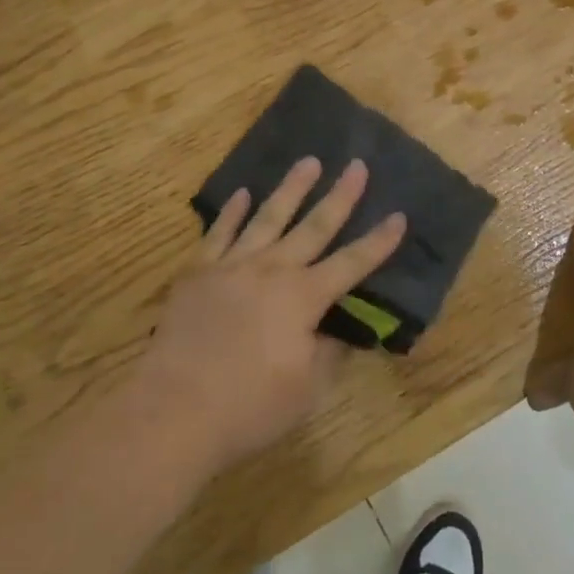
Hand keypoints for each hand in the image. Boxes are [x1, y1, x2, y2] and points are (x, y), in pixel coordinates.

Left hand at [130, 156, 405, 471]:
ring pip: (268, 217)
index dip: (378, 242)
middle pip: (314, 226)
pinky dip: (232, 211)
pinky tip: (242, 193)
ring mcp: (232, 266)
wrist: (174, 411)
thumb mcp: (307, 389)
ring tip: (308, 161)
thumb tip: (340, 329)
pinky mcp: (198, 273)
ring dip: (291, 188)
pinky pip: (219, 232)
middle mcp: (272, 270)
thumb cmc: (249, 406)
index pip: (352, 263)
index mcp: (303, 297)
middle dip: (340, 195)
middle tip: (357, 165)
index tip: (399, 216)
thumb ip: (328, 352)